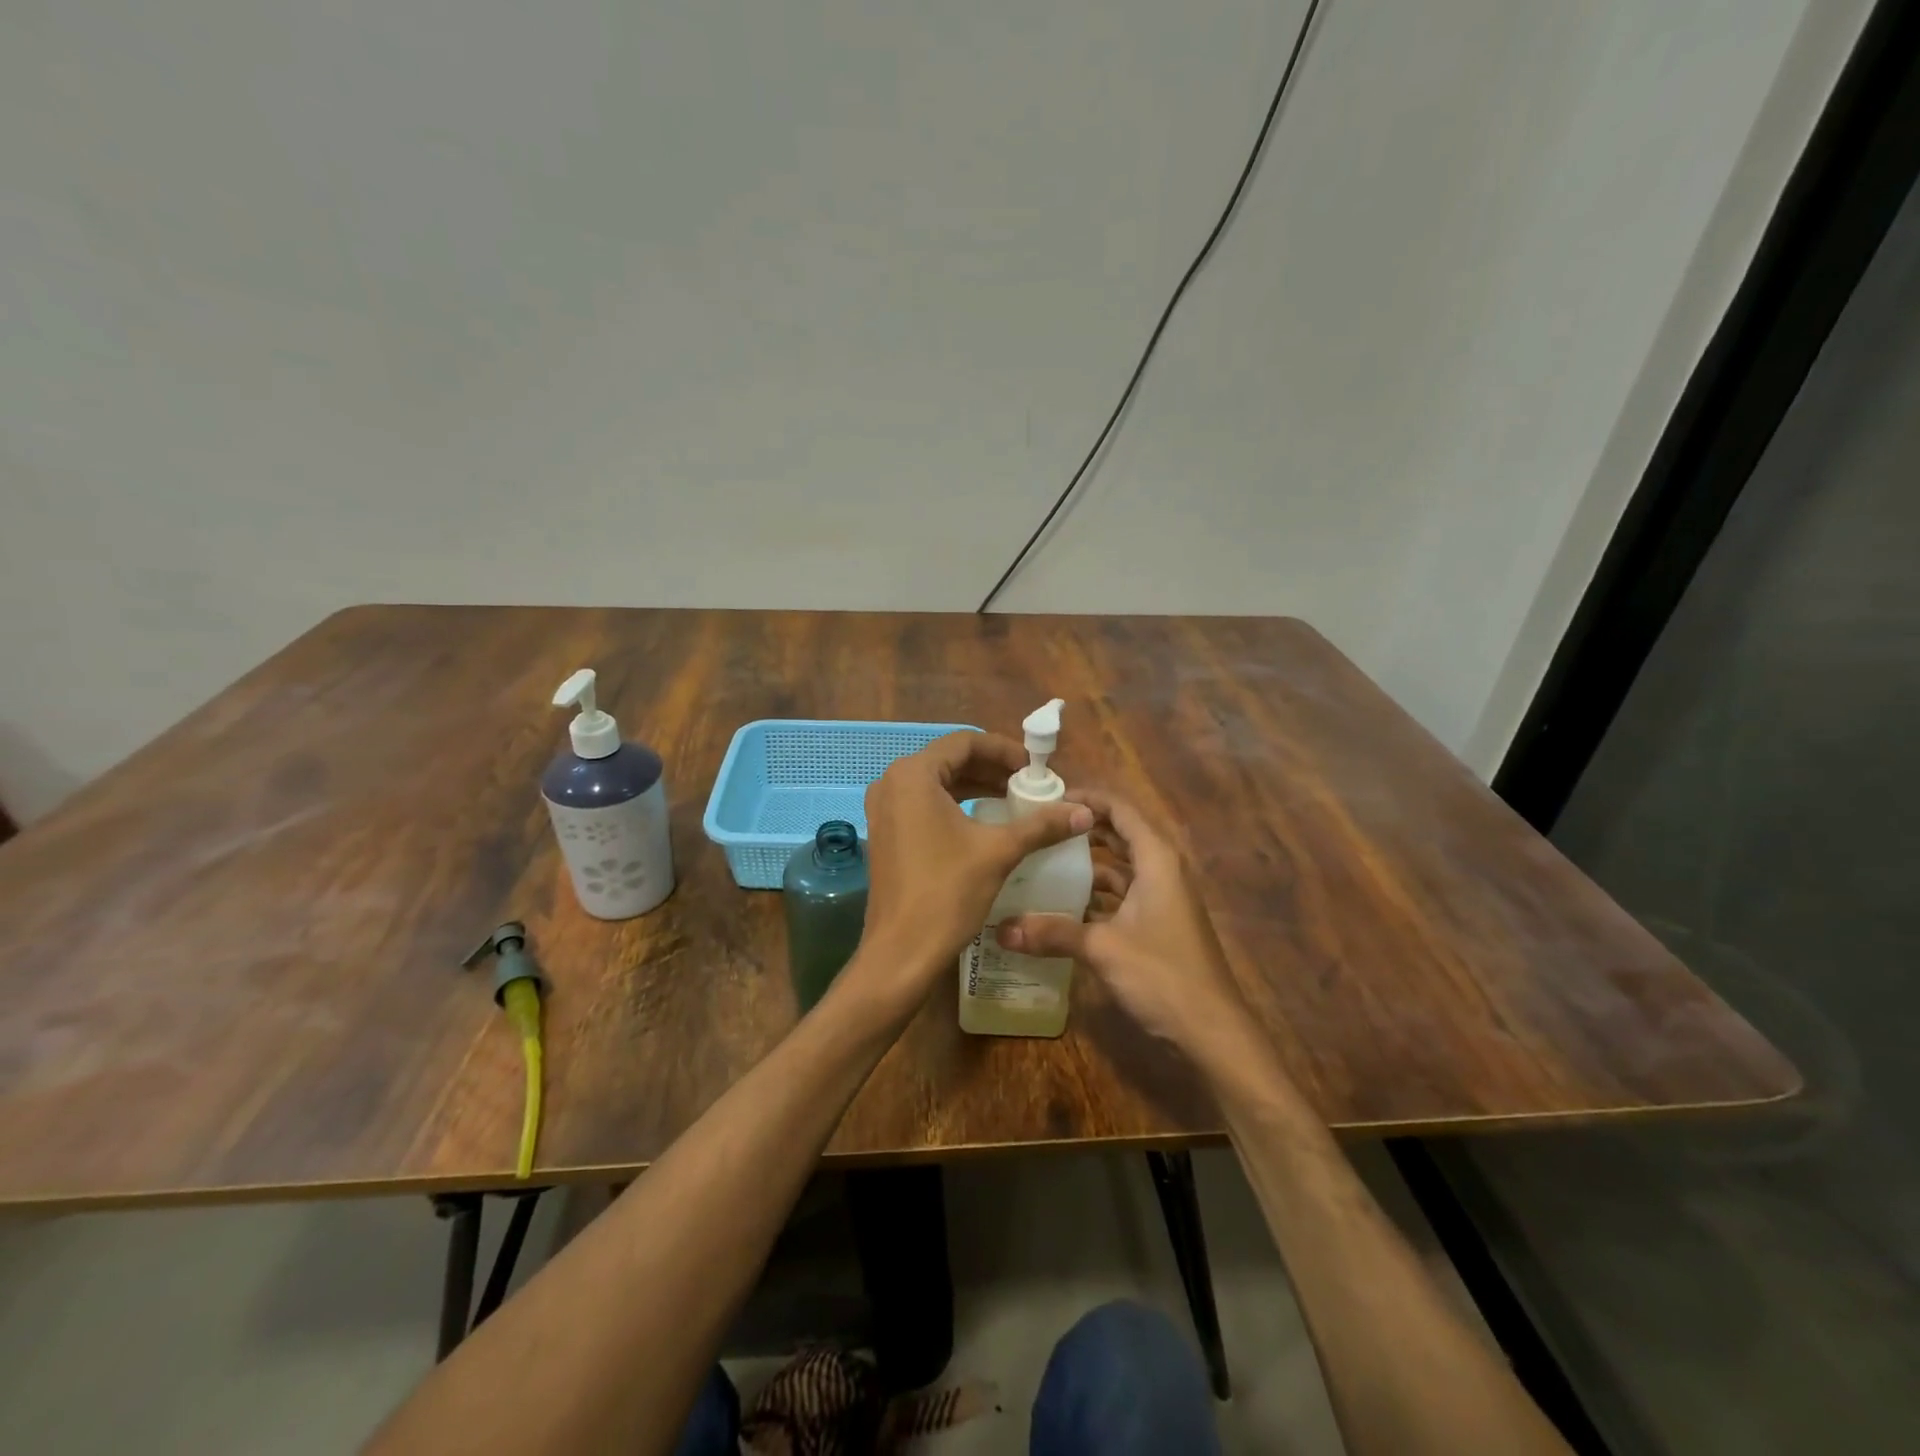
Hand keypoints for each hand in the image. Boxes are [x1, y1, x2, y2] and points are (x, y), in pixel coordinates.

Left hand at [853, 732, 1090, 1012]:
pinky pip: (925, 805)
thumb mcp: (999, 852)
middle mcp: (891, 783)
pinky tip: (985, 824)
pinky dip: (957, 806)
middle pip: (950, 760)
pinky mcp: (886, 833)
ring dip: (976, 787)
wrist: (901, 952)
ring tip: (1014, 802)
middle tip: (1029, 785)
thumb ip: (1041, 825)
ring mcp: (884, 809)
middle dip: (992, 769)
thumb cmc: (947, 893)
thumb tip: (1085, 811)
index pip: (965, 742)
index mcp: (913, 775)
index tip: (1035, 768)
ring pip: (937, 784)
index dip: (1004, 751)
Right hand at [995, 789, 1245, 1057]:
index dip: (1087, 798)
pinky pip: (1123, 895)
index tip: (1049, 799)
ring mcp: (1162, 898)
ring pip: (1120, 868)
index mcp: (1156, 859)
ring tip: (1043, 863)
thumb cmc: (1162, 974)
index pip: (1120, 810)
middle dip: (1083, 830)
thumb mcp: (1102, 948)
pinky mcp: (1158, 924)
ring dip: (1087, 865)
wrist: (1211, 1031)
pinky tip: (1063, 907)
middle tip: (1039, 828)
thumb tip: (1000, 929)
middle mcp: (1162, 870)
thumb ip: (1052, 933)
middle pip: (1120, 835)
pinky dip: (1096, 895)